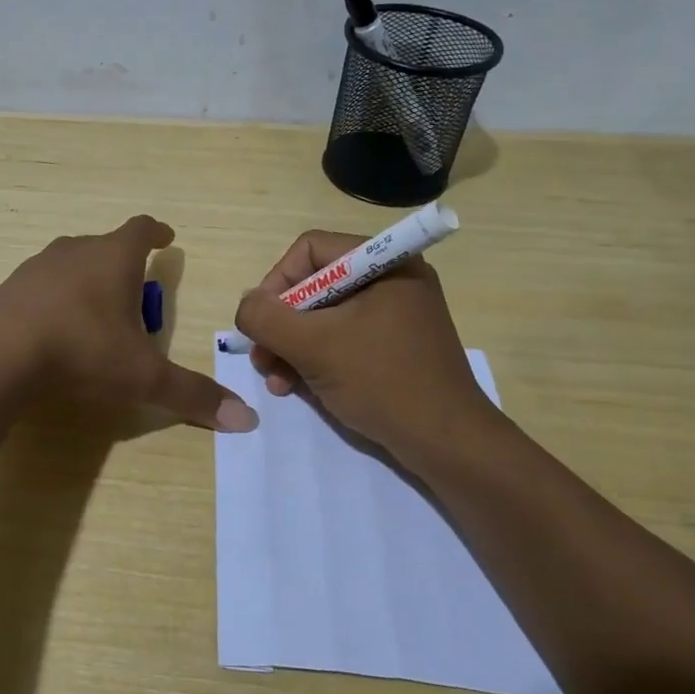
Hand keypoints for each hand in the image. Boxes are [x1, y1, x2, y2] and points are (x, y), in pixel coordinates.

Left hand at [0, 216, 258, 431]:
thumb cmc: (82, 349)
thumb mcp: (142, 376)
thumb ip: (191, 395)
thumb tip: (246, 420)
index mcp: (113, 257)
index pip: (141, 230)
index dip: (157, 233)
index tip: (166, 237)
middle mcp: (75, 251)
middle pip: (105, 247)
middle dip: (123, 266)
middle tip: (135, 296)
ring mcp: (37, 267)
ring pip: (71, 265)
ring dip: (87, 282)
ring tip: (97, 315)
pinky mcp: (8, 289)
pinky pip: (41, 288)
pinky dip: (55, 301)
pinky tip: (54, 331)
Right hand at [232, 230, 504, 460]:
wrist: (447, 444)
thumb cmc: (382, 382)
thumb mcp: (314, 347)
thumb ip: (267, 318)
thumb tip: (246, 304)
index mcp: (384, 263)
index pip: (310, 250)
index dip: (277, 282)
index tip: (262, 322)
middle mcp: (391, 279)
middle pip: (314, 285)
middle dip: (281, 324)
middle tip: (262, 358)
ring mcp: (394, 315)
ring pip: (323, 316)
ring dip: (291, 346)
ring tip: (275, 380)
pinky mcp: (393, 346)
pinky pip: (342, 338)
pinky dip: (315, 358)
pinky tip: (295, 387)